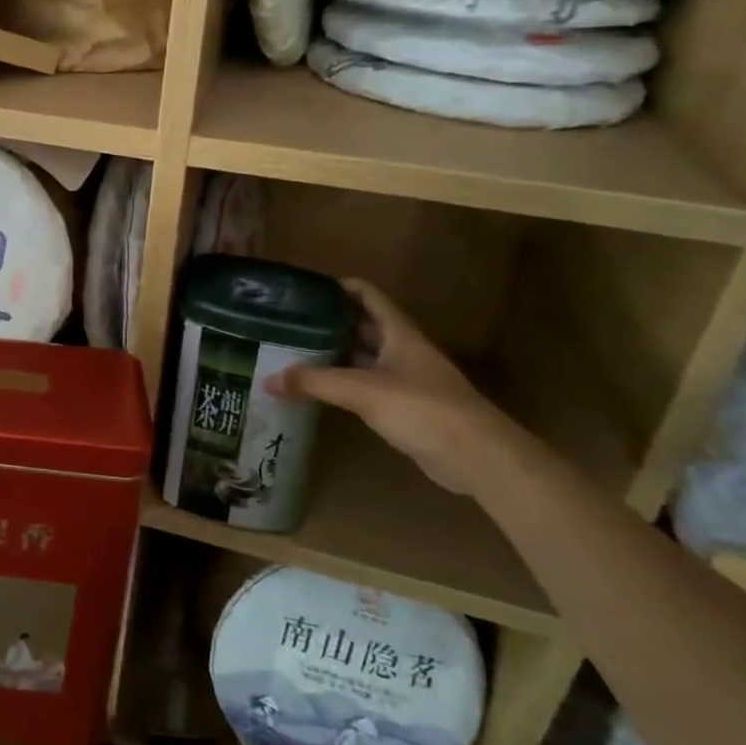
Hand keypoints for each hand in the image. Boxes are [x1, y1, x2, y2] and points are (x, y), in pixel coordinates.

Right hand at [265, 280, 531, 495]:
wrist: (478, 457)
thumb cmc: (423, 408)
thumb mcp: (363, 390)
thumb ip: (315, 383)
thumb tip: (267, 379)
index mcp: (398, 331)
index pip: (365, 293)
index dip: (335, 286)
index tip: (300, 291)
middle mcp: (400, 348)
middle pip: (359, 324)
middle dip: (326, 321)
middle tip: (285, 323)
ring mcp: (404, 378)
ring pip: (361, 356)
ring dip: (331, 353)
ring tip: (291, 352)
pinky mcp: (404, 406)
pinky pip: (364, 385)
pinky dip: (341, 382)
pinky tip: (316, 389)